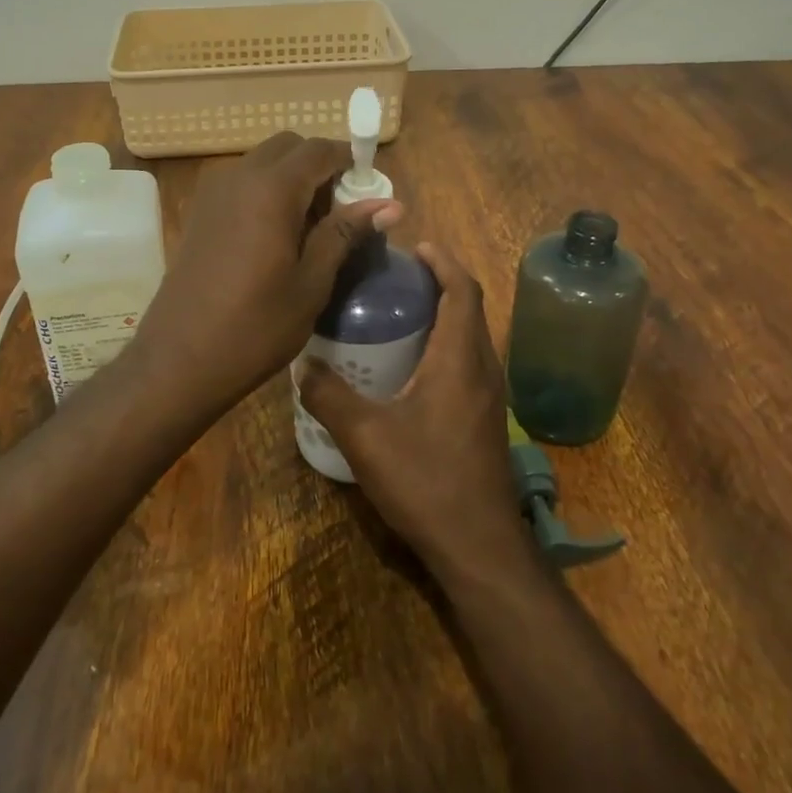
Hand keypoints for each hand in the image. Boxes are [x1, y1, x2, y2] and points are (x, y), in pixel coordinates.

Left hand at [132, 132, 399, 418]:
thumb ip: (345, 233)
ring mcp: (213, 193)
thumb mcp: (312, 283)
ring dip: (292, 179)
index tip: (368, 192)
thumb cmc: (255, 327)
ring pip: (263, 162)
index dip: (350, 162)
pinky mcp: (199, 213)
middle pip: (288, 147)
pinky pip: (242, 183)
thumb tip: (390, 205)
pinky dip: (266, 192)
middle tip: (339, 212)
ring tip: (310, 230)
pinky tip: (276, 238)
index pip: (320, 149)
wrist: (178, 360)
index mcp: (271, 189)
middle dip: (319, 166)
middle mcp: (239, 177)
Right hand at [297, 242, 527, 578]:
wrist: (478, 545)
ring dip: (442, 316)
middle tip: (393, 279)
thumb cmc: (426, 481)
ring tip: (397, 315)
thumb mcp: (365, 437)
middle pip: (469, 309)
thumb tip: (303, 365)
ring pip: (469, 338)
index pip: (463, 291)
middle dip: (438, 284)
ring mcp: (489, 397)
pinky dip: (445, 346)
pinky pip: (467, 363)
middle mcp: (482, 369)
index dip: (443, 262)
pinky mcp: (485, 419)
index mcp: (459, 360)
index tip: (415, 247)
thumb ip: (330, 396)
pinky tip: (409, 368)